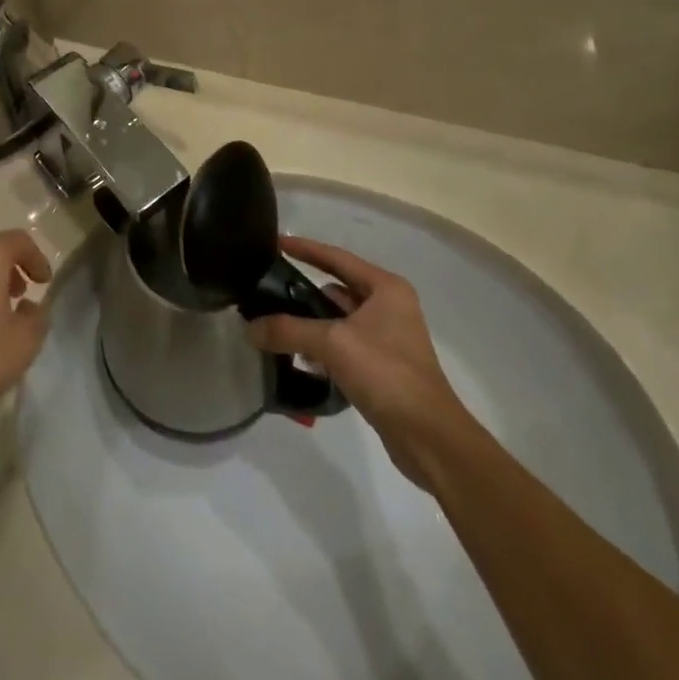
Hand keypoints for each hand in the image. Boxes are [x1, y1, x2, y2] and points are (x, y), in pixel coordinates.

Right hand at [246, 236, 472, 488]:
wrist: (429, 438)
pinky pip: (344, 344)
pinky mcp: (383, 366)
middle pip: (337, 288)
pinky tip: (300, 358)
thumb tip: (249, 328)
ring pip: (339, 319)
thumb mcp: (332, 344)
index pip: (336, 258)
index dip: (305, 249)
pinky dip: (323, 347)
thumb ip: (288, 330)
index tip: (275, 242)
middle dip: (303, 292)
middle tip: (268, 291)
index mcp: (385, 288)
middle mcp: (389, 306)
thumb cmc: (386, 374)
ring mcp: (388, 337)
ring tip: (275, 327)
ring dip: (311, 323)